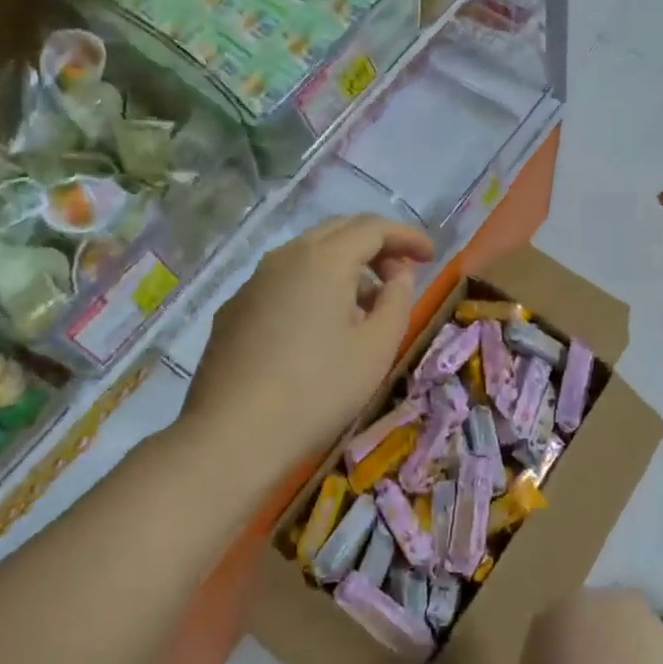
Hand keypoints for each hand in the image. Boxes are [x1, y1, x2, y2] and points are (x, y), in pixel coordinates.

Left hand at [182, 216, 434, 467]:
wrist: (232, 435)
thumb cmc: (317, 390)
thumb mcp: (376, 348)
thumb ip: (397, 300)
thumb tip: (398, 274)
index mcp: (324, 259)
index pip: (373, 227)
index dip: (406, 237)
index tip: (431, 256)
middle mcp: (285, 257)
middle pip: (337, 231)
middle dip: (375, 245)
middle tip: (400, 274)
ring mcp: (254, 282)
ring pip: (307, 254)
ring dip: (343, 267)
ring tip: (364, 306)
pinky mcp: (234, 309)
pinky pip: (283, 281)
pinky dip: (312, 287)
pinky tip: (319, 327)